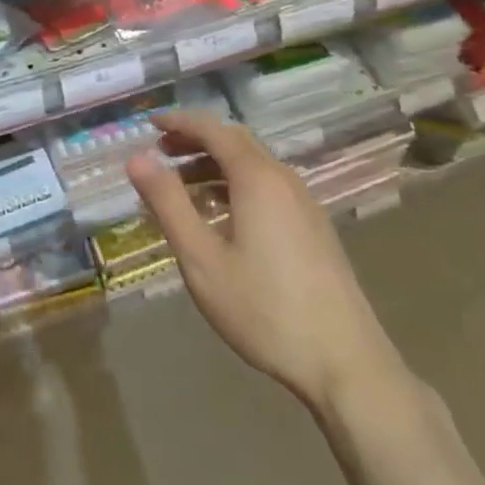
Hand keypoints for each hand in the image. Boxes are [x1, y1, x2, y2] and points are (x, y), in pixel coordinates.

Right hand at [126, 110, 391, 411]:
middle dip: (196, 140)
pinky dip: (236, 184)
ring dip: (215, 164)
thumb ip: (168, 204)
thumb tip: (137, 159)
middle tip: (161, 152)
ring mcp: (304, 203)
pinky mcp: (314, 227)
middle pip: (235, 142)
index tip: (150, 123)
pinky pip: (268, 187)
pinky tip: (221, 216)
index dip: (179, 122)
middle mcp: (284, 179)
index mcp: (258, 178)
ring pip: (253, 165)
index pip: (213, 129)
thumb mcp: (202, 259)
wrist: (346, 363)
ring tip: (182, 186)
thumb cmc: (264, 309)